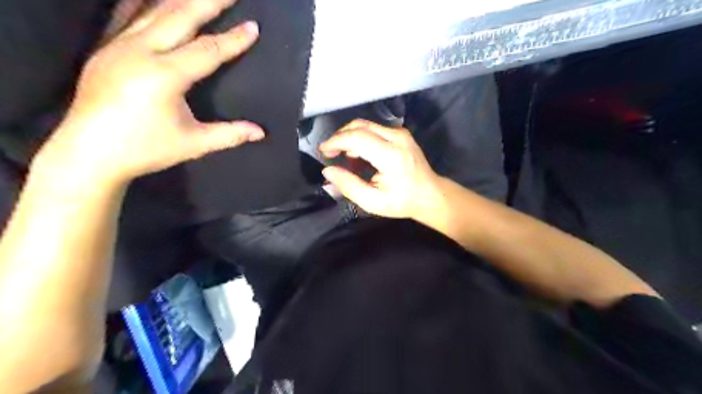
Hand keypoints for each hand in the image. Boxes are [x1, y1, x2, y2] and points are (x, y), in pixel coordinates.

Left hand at [33, 1, 264, 187]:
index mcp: (165, 76)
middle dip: (209, 2)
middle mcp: (140, 52)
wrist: (89, 153)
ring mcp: (118, 46)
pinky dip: (144, 3)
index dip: (233, 40)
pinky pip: (127, 15)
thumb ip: (230, 134)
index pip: (208, 50)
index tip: (253, 27)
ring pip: (154, 10)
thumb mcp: (194, 144)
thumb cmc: (146, 149)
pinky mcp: (105, 49)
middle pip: (180, 16)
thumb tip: (261, 132)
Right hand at [321, 118, 442, 220]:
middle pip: (360, 126)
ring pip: (366, 125)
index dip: (336, 141)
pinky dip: (360, 138)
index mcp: (391, 156)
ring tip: (342, 157)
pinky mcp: (401, 134)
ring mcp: (401, 133)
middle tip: (329, 153)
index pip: (357, 138)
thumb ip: (349, 186)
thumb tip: (328, 171)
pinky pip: (374, 129)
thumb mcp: (373, 202)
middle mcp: (397, 138)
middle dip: (340, 137)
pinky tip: (357, 155)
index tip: (323, 151)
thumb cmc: (402, 202)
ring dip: (349, 137)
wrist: (430, 195)